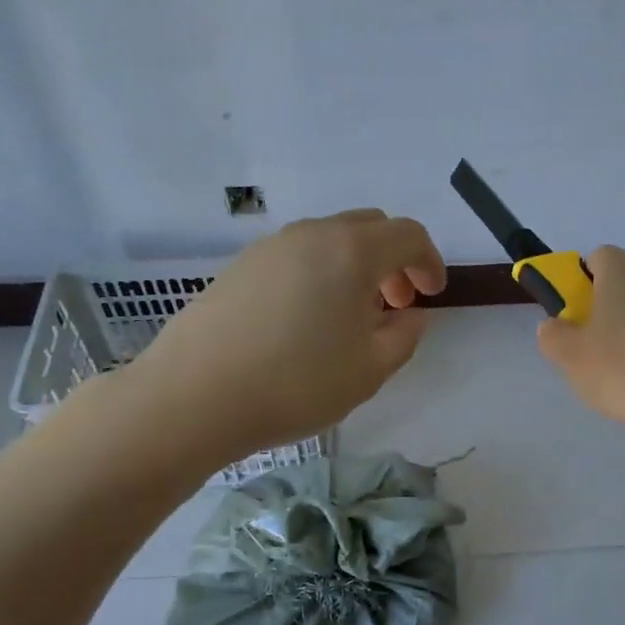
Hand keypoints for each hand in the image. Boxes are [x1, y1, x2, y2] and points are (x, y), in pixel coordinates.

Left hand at [124, 210, 446, 461]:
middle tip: (394, 304)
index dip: (429, 262)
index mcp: (352, 251)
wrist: (193, 396)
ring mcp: (270, 247)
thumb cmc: (296, 383)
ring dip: (354, 267)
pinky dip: (319, 274)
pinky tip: (306, 321)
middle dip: (393, 260)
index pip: (408, 235)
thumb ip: (404, 337)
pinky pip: (296, 256)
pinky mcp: (239, 267)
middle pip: (369, 227)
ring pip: (329, 240)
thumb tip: (410, 315)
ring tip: (350, 318)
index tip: (431, 295)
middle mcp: (312, 235)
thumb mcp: (369, 370)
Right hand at [536, 246, 624, 436]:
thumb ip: (552, 335)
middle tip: (594, 344)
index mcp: (622, 273)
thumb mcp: (570, 357)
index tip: (576, 313)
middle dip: (607, 305)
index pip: (598, 256)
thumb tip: (554, 325)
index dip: (582, 281)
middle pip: (624, 281)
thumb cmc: (624, 371)